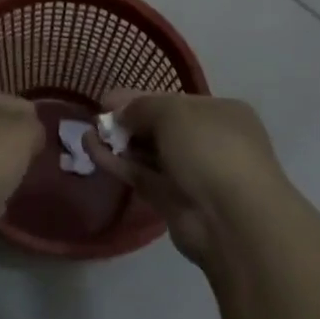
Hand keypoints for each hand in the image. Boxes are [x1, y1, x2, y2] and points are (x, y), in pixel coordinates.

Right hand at [88, 91, 284, 271]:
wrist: (232, 220)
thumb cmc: (210, 149)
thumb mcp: (173, 112)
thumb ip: (141, 106)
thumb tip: (120, 114)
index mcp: (220, 113)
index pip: (174, 101)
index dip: (139, 98)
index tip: (107, 100)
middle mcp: (209, 141)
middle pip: (159, 126)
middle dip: (127, 121)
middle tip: (97, 117)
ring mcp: (192, 174)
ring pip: (148, 153)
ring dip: (119, 142)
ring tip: (87, 133)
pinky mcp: (173, 201)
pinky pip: (141, 175)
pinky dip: (117, 163)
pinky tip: (91, 150)